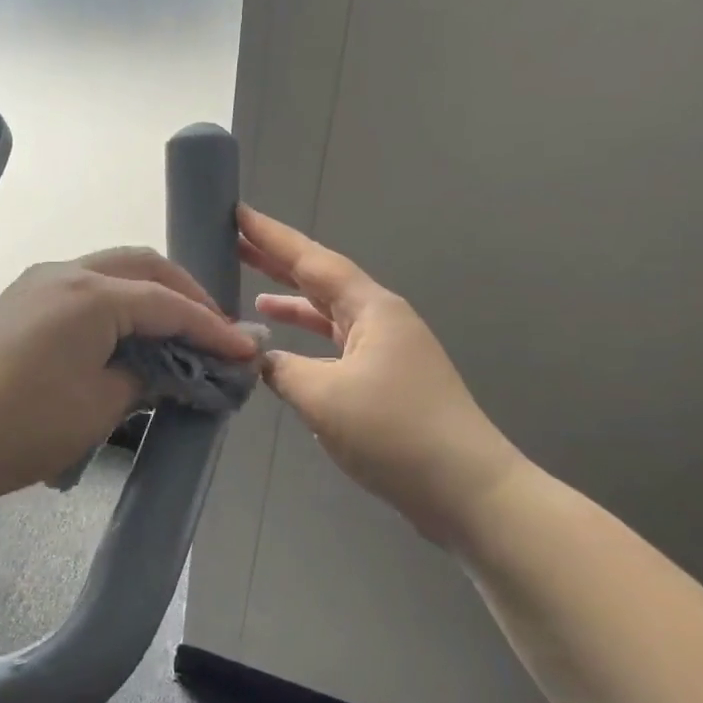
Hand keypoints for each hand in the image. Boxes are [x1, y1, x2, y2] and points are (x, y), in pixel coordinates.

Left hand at [0, 249, 257, 513]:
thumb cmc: (26, 424)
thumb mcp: (101, 405)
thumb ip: (146, 377)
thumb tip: (169, 370)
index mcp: (92, 293)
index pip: (168, 304)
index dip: (211, 328)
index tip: (246, 350)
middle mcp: (66, 272)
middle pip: (142, 267)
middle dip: (184, 294)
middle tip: (214, 330)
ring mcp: (38, 283)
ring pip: (111, 272)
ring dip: (150, 294)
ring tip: (177, 331)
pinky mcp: (21, 302)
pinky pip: (84, 288)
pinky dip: (117, 303)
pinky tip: (129, 333)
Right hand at [239, 206, 527, 535]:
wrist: (466, 489)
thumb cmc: (394, 431)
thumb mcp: (323, 397)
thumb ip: (281, 369)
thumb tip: (259, 357)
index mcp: (371, 309)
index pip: (312, 260)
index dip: (272, 237)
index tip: (238, 213)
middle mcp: (381, 320)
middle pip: (321, 281)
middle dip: (278, 263)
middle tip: (236, 244)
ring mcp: (387, 351)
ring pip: (330, 317)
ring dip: (293, 305)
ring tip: (252, 295)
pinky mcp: (387, 382)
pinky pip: (337, 348)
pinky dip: (308, 344)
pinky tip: (286, 355)